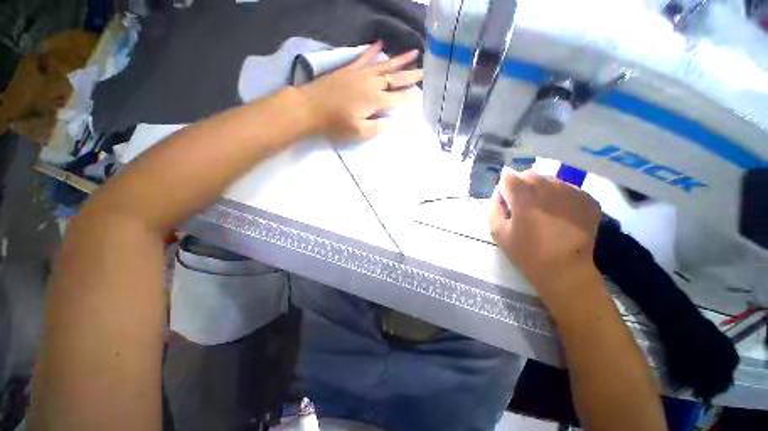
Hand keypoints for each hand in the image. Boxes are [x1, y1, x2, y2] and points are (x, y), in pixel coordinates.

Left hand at [297, 41, 422, 140]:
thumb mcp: (358, 132)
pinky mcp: (349, 69)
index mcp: (375, 100)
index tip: (422, 96)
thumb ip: (377, 127)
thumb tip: (393, 122)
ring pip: (384, 64)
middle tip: (424, 71)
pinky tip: (380, 43)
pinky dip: (372, 50)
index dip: (410, 98)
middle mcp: (371, 83)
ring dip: (399, 59)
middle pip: (395, 78)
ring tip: (413, 52)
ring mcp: (360, 73)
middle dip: (410, 75)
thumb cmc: (335, 124)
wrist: (310, 107)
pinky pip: (364, 57)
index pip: (398, 98)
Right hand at [488, 171, 601, 300]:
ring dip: (542, 190)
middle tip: (524, 207)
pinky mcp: (588, 200)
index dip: (504, 190)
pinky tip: (561, 214)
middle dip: (522, 187)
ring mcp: (571, 192)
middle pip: (529, 175)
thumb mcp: (497, 232)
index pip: (508, 178)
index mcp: (524, 198)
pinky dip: (561, 196)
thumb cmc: (526, 252)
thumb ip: (493, 208)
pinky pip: (569, 189)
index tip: (507, 205)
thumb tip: (499, 196)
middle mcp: (548, 189)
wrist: (565, 270)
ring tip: (544, 210)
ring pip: (550, 180)